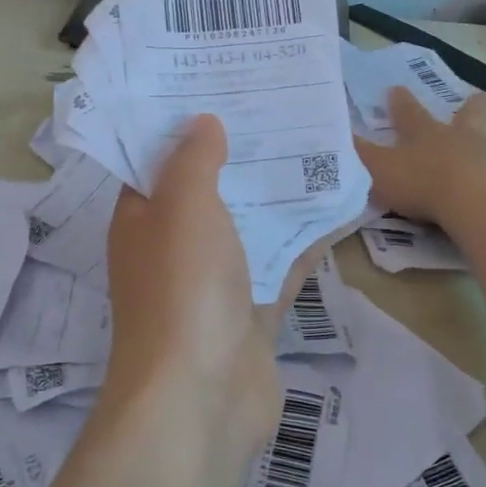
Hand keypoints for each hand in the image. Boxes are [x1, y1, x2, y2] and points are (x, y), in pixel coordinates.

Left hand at [104, 116, 320, 446]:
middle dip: (242, 154)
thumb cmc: (182, 289)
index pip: (158, 161)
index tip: (221, 87)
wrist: (201, 399)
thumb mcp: (183, 207)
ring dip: (278, 194)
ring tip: (317, 144)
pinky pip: (283, 264)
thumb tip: (203, 121)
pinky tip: (342, 206)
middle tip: (282, 107)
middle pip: (210, 190)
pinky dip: (307, 240)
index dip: (184, 125)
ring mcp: (216, 283)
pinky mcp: (254, 311)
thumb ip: (194, 160)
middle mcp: (176, 247)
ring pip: (250, 226)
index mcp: (143, 219)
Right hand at [357, 88, 485, 228]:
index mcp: (429, 137)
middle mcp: (466, 140)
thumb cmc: (422, 186)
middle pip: (471, 118)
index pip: (410, 114)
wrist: (471, 201)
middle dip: (474, 108)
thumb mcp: (376, 171)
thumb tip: (323, 139)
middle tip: (484, 96)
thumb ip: (353, 157)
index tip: (395, 88)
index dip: (401, 103)